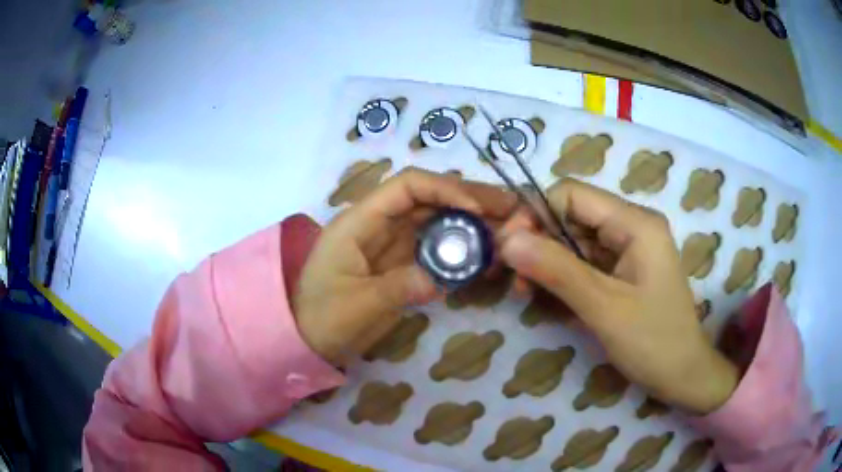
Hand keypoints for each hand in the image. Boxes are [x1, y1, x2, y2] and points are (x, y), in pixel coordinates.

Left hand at [294, 168, 519, 365]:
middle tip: (510, 208)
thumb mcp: (358, 306)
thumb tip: (444, 277)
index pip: (407, 187)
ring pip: (437, 222)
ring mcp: (392, 244)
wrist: (307, 340)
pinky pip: (436, 248)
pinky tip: (486, 255)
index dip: (445, 190)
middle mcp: (379, 224)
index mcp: (360, 221)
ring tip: (508, 229)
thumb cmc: (322, 319)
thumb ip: (401, 287)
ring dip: (472, 224)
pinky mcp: (402, 264)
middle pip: (430, 199)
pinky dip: (462, 249)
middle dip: (470, 200)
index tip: (478, 211)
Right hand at [500, 178, 738, 414]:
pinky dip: (563, 276)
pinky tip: (548, 298)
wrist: (682, 374)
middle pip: (571, 215)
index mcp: (635, 223)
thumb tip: (506, 240)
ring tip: (527, 292)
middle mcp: (632, 225)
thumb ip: (556, 270)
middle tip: (515, 279)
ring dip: (548, 262)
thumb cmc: (652, 342)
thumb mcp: (603, 307)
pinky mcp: (624, 269)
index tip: (508, 249)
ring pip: (574, 239)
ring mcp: (629, 248)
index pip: (571, 194)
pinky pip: (585, 261)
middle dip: (538, 242)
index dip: (535, 213)